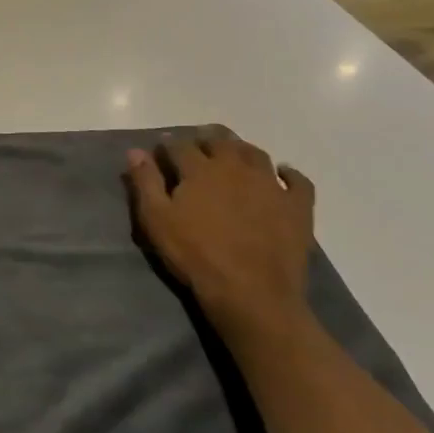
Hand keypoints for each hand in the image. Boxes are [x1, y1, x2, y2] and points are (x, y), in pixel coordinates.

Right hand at [126, 125, 314, 339]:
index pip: (180, 145)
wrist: (251, 293)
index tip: (162, 149)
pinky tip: (282, 174)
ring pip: (255, 153)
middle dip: (205, 139)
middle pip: (220, 141)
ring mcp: (270, 184)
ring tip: (233, 155)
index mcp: (199, 169)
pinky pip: (298, 181)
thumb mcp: (157, 220)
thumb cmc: (195, 255)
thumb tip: (136, 151)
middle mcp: (235, 167)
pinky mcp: (297, 206)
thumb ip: (145, 182)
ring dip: (241, 149)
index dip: (168, 144)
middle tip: (198, 146)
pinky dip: (290, 173)